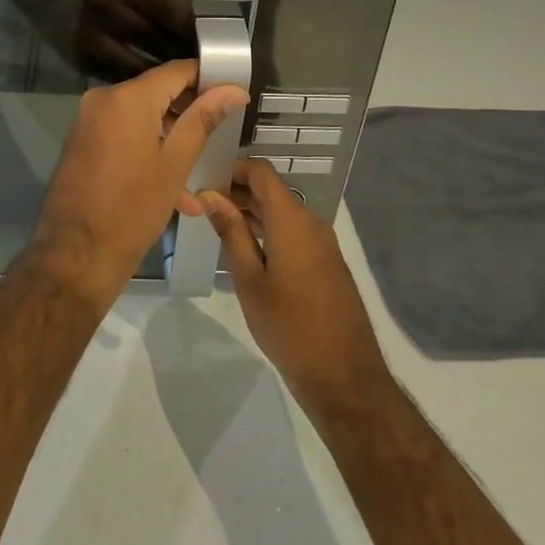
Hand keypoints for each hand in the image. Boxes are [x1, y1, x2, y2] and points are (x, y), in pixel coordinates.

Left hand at [31, 60, 248, 310]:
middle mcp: (103, 100)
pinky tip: (176, 193)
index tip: (233, 94)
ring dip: (171, 142)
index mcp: (127, 98)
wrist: (76, 254)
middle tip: (220, 136)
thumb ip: (203, 120)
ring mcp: (89, 121)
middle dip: (190, 114)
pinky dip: (148, 154)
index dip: (208, 79)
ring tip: (199, 177)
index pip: (176, 71)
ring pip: (142, 119)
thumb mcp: (176, 164)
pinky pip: (124, 136)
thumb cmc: (133, 209)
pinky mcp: (83, 143)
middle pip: (157, 93)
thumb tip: (232, 90)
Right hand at [201, 159, 391, 411]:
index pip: (261, 171)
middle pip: (271, 191)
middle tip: (201, 205)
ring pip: (282, 213)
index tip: (203, 180)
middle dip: (237, 191)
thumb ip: (231, 231)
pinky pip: (293, 233)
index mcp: (292, 219)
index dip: (232, 168)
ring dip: (251, 213)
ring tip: (216, 225)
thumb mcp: (249, 278)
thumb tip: (209, 195)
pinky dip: (268, 231)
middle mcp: (311, 222)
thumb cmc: (288, 325)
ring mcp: (322, 243)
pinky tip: (245, 249)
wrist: (343, 375)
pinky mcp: (326, 263)